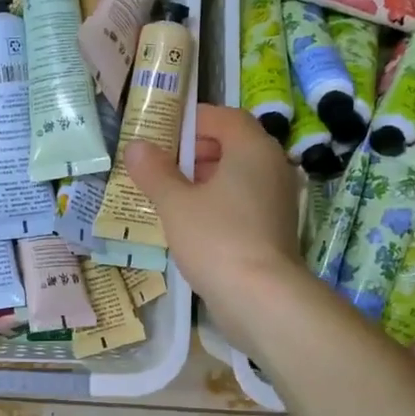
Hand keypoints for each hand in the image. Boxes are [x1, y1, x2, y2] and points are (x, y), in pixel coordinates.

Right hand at [124, 105, 302, 355]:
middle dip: (196, 152)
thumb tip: (136, 147)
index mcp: (252, 149)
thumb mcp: (175, 203)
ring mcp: (278, 200)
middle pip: (233, 145)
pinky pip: (244, 202)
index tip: (162, 136)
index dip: (192, 122)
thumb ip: (154, 172)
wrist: (261, 298)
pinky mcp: (275, 228)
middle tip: (162, 167)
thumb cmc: (216, 238)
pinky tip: (192, 224)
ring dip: (205, 180)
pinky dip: (219, 203)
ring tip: (171, 196)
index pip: (224, 117)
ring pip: (238, 176)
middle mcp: (273, 167)